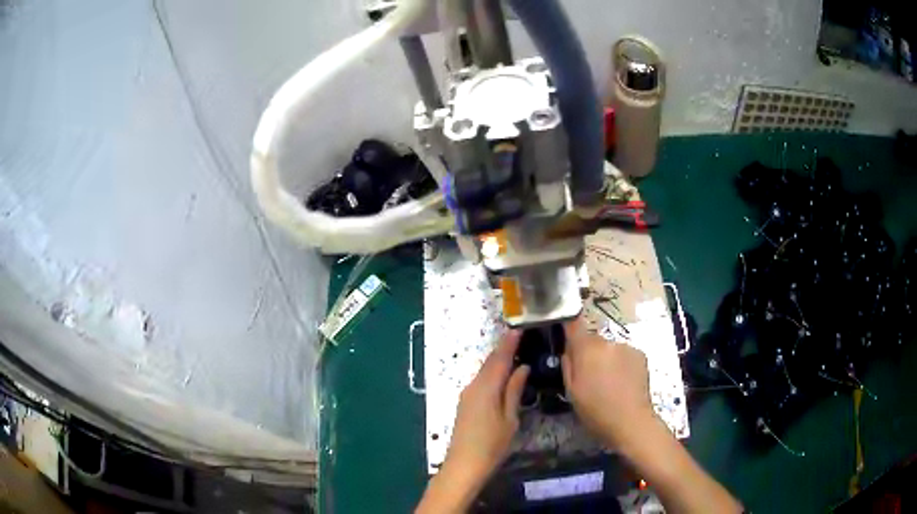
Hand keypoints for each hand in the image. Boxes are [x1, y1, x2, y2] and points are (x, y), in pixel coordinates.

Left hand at [443, 330, 529, 484]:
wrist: (464, 464)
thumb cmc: (492, 444)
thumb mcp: (509, 418)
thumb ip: (514, 391)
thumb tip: (522, 367)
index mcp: (486, 387)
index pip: (500, 358)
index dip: (510, 342)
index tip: (520, 327)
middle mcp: (473, 386)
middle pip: (490, 362)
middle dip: (504, 348)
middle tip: (520, 336)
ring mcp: (467, 395)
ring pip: (484, 371)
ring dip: (498, 360)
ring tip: (515, 351)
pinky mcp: (465, 403)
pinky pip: (481, 380)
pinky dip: (492, 372)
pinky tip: (503, 374)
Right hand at [561, 318, 654, 451]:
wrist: (631, 421)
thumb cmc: (595, 410)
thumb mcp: (571, 391)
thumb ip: (568, 365)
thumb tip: (568, 350)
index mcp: (586, 350)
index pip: (574, 324)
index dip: (569, 323)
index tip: (565, 328)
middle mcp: (607, 342)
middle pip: (593, 340)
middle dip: (590, 352)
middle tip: (589, 375)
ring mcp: (626, 346)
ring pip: (610, 348)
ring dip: (607, 358)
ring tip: (609, 382)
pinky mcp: (640, 354)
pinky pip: (624, 354)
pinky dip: (621, 363)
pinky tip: (623, 382)